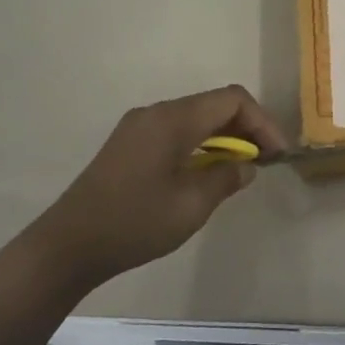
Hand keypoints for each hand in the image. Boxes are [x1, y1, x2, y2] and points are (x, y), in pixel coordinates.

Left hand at [29, 85, 286, 288]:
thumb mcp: (191, 206)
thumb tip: (245, 165)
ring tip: (240, 170)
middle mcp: (156, 112)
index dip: (262, 122)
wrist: (69, 244)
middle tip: (263, 162)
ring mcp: (139, 126)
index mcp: (173, 119)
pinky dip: (199, 144)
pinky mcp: (128, 144)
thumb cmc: (135, 223)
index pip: (232, 100)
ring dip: (222, 137)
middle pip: (213, 105)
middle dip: (245, 128)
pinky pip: (175, 131)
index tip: (276, 155)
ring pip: (194, 118)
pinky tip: (206, 173)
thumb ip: (225, 178)